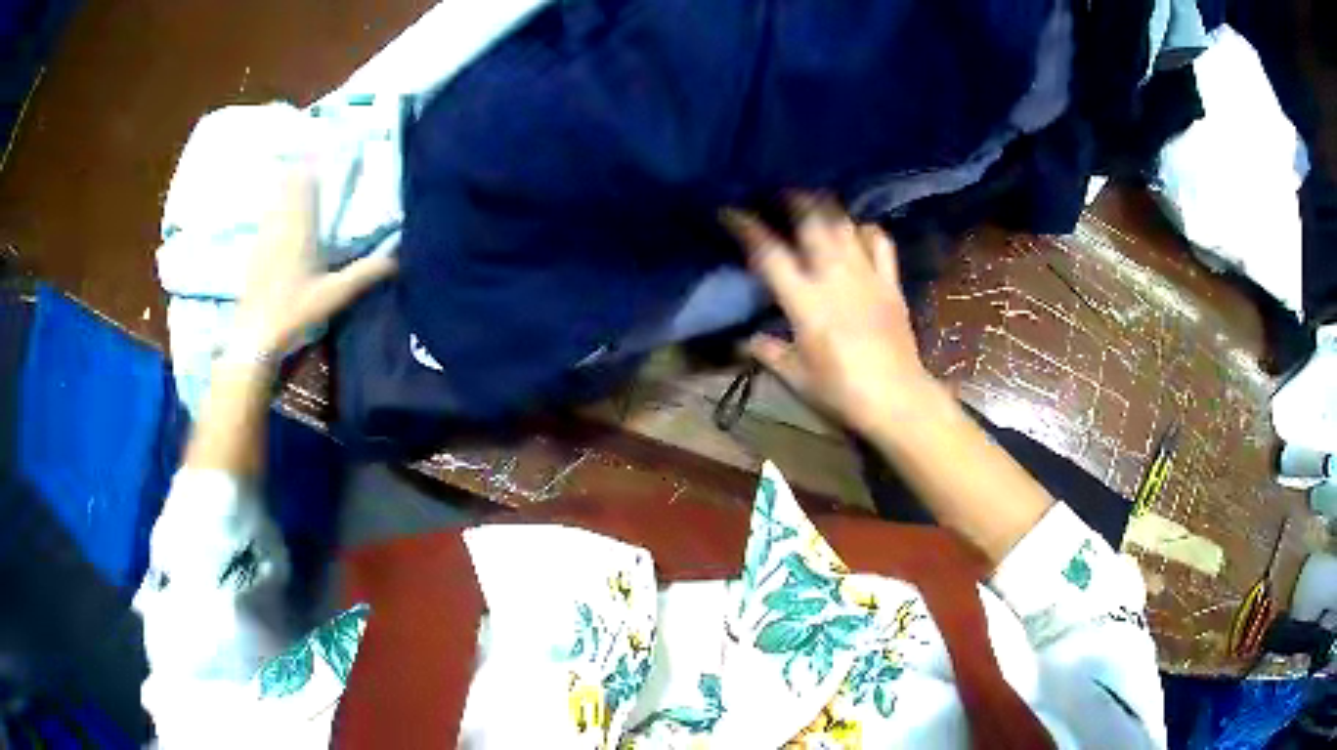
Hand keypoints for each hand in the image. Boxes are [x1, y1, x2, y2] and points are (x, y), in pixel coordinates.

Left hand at [232, 161, 396, 356]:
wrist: (254, 334)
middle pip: (290, 186)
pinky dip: (273, 204)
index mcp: (301, 229)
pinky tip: (275, 206)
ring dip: (286, 182)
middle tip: (310, 149)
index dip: (314, 162)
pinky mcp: (255, 251)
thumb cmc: (294, 312)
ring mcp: (264, 237)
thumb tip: (400, 257)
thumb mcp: (334, 295)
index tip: (323, 144)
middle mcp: (281, 225)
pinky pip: (266, 216)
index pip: (308, 185)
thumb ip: (365, 273)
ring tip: (294, 167)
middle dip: (301, 166)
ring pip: (275, 199)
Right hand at [723, 195, 938, 439]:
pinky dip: (866, 229)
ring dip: (826, 206)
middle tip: (777, 190)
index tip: (731, 210)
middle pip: (812, 223)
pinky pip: (880, 243)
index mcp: (806, 302)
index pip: (770, 254)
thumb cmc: (841, 391)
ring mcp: (867, 276)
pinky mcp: (891, 283)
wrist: (896, 399)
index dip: (747, 228)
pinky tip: (858, 229)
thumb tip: (747, 338)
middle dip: (792, 200)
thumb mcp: (796, 377)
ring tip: (813, 198)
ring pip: (845, 225)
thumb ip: (769, 352)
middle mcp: (835, 277)